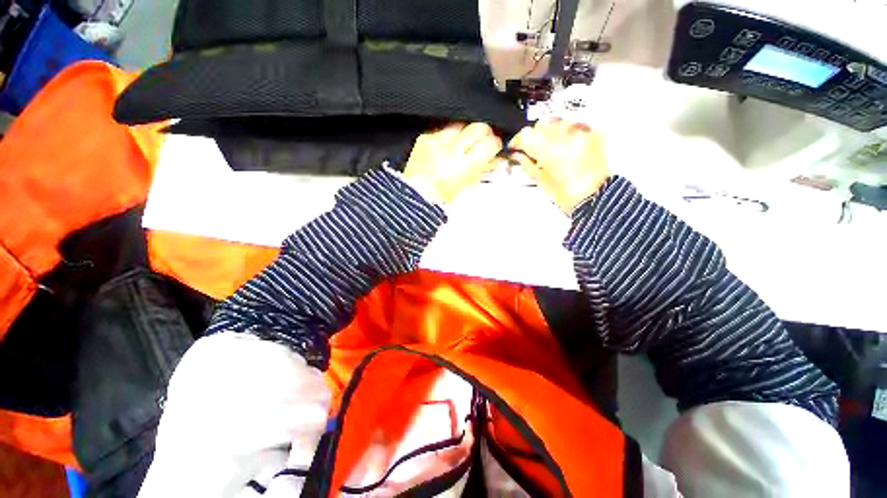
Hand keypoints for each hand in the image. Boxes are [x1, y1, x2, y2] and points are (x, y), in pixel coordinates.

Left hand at [403, 122, 502, 203]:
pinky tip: (446, 147)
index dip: (495, 144)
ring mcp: (437, 140)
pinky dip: (449, 135)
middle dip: (484, 133)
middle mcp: (451, 149)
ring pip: (462, 123)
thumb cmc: (442, 195)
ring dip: (466, 132)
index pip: (490, 143)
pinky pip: (443, 128)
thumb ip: (484, 169)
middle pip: (479, 127)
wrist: (416, 194)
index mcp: (464, 165)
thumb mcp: (468, 184)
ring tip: (462, 145)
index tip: (494, 147)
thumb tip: (498, 159)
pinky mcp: (425, 136)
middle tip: (481, 142)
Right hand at [509, 120, 608, 213]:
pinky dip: (565, 132)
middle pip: (540, 125)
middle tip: (531, 147)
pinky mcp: (592, 133)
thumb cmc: (568, 195)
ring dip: (549, 132)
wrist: (594, 197)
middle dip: (533, 136)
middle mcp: (565, 137)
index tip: (516, 145)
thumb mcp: (540, 180)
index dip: (517, 140)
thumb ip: (526, 163)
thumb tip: (517, 154)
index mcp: (549, 151)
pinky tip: (564, 144)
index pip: (526, 135)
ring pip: (556, 121)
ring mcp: (580, 133)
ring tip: (549, 146)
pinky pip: (572, 124)